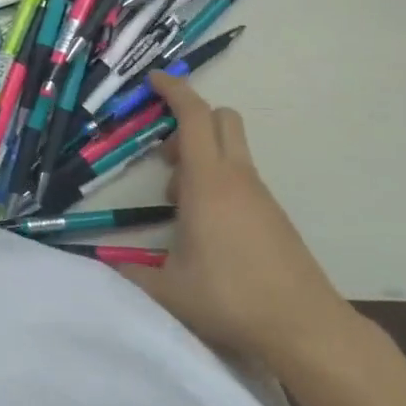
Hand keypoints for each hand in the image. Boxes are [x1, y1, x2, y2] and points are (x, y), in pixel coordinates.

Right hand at [117, 73, 360, 366]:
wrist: (305, 326)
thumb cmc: (232, 298)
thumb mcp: (169, 290)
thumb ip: (130, 274)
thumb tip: (101, 267)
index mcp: (208, 183)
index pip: (194, 116)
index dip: (174, 90)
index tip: (154, 79)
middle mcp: (237, 178)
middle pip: (220, 119)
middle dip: (189, 120)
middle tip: (165, 154)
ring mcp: (260, 195)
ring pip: (230, 150)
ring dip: (200, 158)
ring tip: (178, 204)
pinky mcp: (273, 214)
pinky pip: (240, 177)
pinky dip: (217, 182)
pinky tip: (206, 227)